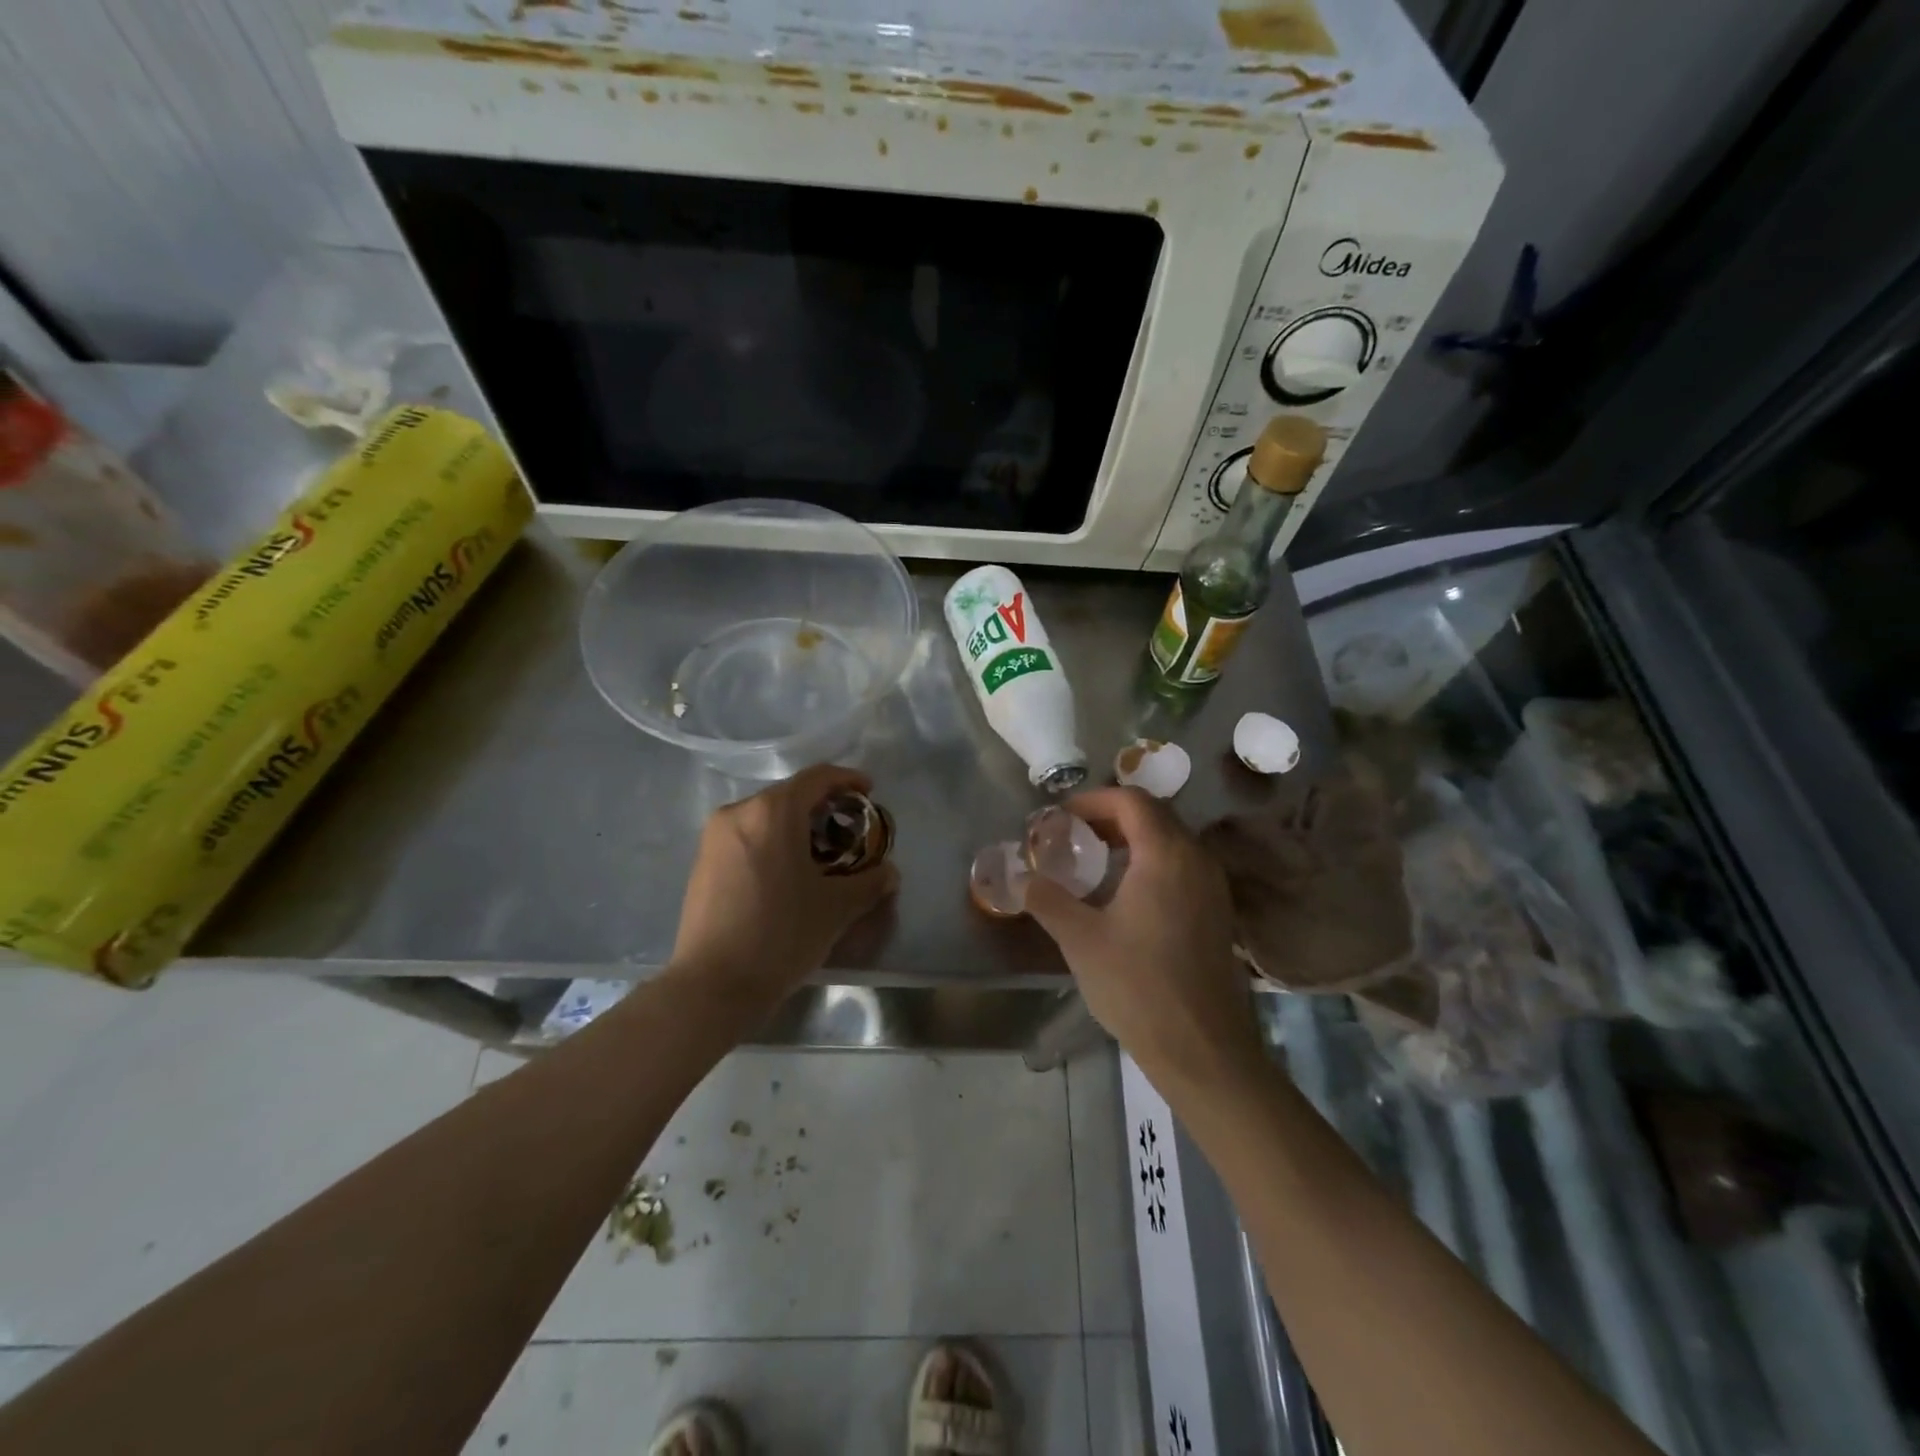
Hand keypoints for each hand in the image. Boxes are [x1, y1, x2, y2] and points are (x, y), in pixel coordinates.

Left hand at [670, 764, 899, 1007]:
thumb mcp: (836, 908)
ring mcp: (714, 837)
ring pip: (766, 817)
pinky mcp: (702, 862)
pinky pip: (747, 837)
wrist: (713, 985)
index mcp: (772, 811)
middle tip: (850, 832)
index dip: (848, 780)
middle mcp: (739, 812)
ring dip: (797, 827)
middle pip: (790, 795)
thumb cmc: (781, 934)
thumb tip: (889, 874)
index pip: (817, 777)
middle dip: (824, 808)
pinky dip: (773, 843)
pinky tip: (787, 874)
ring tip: (820, 857)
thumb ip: (869, 883)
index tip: (870, 792)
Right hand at [1024, 788, 1266, 1095]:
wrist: (1202, 1048)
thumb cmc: (1138, 986)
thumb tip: (1019, 877)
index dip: (1093, 800)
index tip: (1061, 817)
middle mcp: (1196, 858)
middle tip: (1073, 833)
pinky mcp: (1217, 910)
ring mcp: (1212, 885)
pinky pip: (1182, 864)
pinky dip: (1151, 860)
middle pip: (1154, 814)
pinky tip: (1126, 891)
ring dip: (1131, 838)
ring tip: (1094, 858)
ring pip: (1170, 839)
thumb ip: (1047, 900)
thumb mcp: (1081, 939)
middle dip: (1110, 815)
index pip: (1131, 800)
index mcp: (1166, 854)